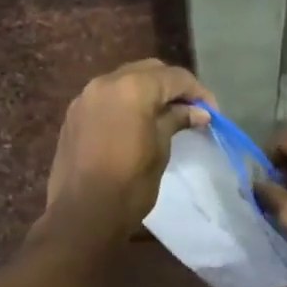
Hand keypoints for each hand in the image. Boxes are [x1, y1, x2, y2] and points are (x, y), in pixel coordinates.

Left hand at [41, 60, 212, 241]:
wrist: (82, 215)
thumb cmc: (129, 185)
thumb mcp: (160, 150)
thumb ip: (176, 121)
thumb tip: (197, 112)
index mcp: (132, 88)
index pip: (174, 77)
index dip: (198, 92)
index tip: (212, 114)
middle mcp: (105, 83)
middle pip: (148, 71)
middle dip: (172, 87)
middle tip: (191, 111)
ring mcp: (85, 97)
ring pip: (125, 81)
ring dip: (147, 92)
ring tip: (165, 117)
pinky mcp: (74, 115)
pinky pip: (106, 97)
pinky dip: (125, 103)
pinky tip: (136, 124)